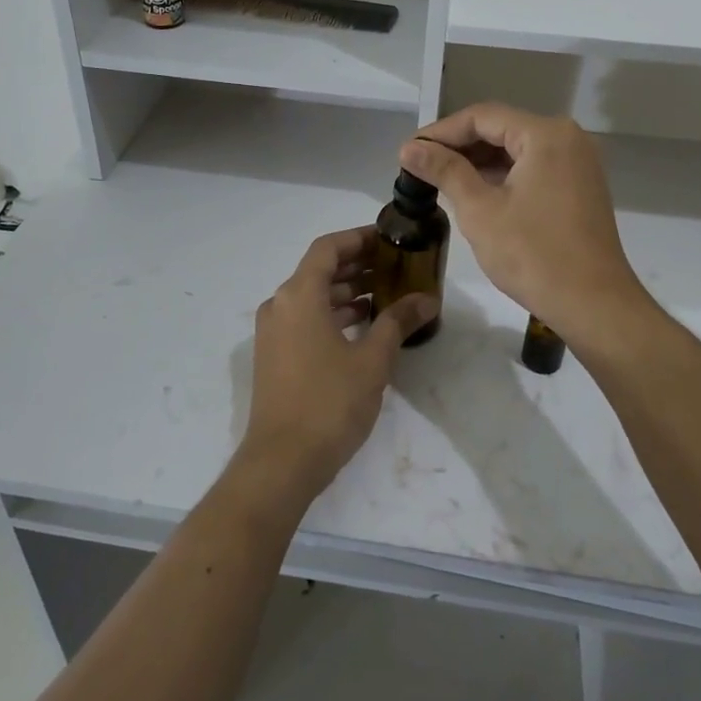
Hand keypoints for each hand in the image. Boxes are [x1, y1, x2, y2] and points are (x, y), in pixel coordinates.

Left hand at [238, 227, 438, 502]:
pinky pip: (306, 320)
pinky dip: (334, 315)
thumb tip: (427, 300)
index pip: (328, 248)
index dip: (359, 239)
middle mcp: (280, 305)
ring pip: (313, 297)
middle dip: (357, 266)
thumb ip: (398, 322)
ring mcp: (273, 332)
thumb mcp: (372, 360)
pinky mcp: (275, 356)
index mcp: (299, 296)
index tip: (389, 239)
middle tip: (396, 266)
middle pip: (319, 271)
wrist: (282, 462)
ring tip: (387, 294)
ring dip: (347, 292)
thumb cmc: (329, 402)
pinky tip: (364, 326)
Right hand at [400, 105, 650, 346]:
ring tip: (439, 179)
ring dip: (479, 162)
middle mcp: (567, 138)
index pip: (482, 117)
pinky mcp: (579, 187)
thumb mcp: (480, 210)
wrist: (594, 305)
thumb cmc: (533, 255)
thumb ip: (444, 171)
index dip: (441, 132)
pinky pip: (533, 168)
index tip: (408, 151)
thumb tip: (409, 147)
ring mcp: (578, 163)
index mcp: (546, 135)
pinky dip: (503, 176)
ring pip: (517, 149)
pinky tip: (474, 192)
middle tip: (419, 166)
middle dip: (458, 146)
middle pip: (501, 128)